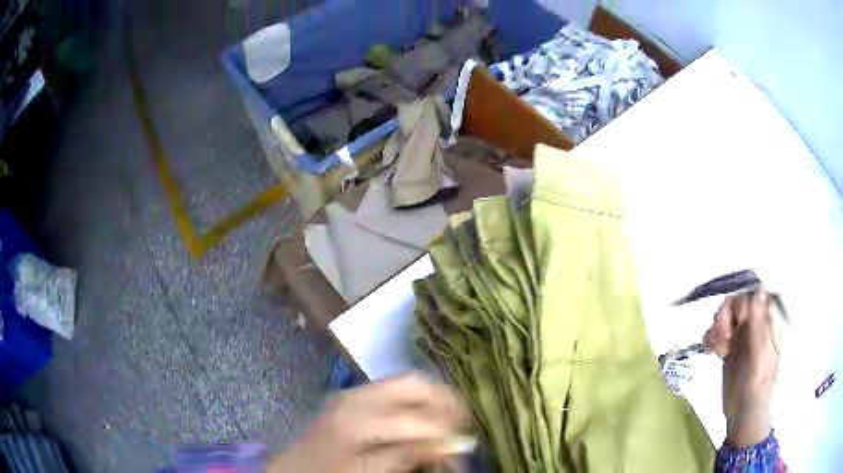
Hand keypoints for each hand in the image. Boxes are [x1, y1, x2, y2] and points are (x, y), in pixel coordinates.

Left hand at [268, 373, 471, 472]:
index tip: (467, 444)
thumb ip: (410, 455)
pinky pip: (393, 386)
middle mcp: (357, 396)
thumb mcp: (369, 471)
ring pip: (406, 380)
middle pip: (414, 384)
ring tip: (449, 417)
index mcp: (358, 419)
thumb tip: (457, 444)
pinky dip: (415, 396)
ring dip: (433, 396)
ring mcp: (353, 391)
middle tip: (464, 423)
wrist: (292, 467)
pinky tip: (422, 414)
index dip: (447, 432)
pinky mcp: (352, 395)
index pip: (417, 420)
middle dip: (446, 400)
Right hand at [703, 291, 781, 448]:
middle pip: (737, 301)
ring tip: (717, 348)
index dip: (742, 302)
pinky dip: (711, 337)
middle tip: (722, 338)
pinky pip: (717, 330)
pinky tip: (711, 351)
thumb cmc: (757, 387)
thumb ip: (758, 325)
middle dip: (726, 316)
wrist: (743, 414)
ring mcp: (743, 333)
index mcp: (769, 321)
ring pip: (725, 315)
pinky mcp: (730, 345)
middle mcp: (756, 322)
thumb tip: (758, 290)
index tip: (735, 321)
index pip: (754, 294)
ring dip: (717, 327)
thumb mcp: (760, 357)